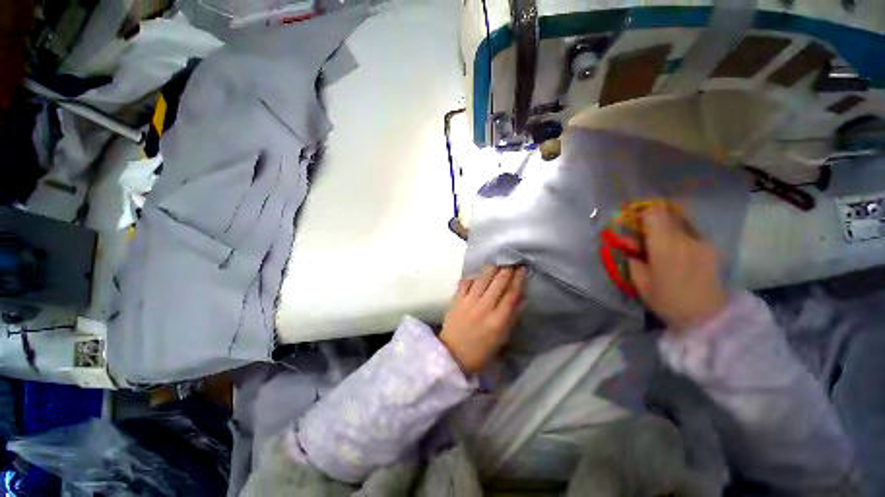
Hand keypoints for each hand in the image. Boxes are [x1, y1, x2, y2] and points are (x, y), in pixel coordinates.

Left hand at [439, 265, 526, 373]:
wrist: (452, 355)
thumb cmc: (480, 351)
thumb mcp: (501, 338)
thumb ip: (511, 317)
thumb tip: (520, 297)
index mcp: (498, 320)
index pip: (511, 294)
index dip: (518, 279)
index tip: (522, 268)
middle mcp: (484, 307)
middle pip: (498, 282)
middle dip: (507, 269)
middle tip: (512, 261)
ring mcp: (468, 302)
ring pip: (482, 278)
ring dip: (492, 268)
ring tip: (497, 262)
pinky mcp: (456, 299)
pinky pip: (466, 281)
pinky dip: (474, 276)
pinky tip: (478, 274)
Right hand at [627, 206, 728, 330]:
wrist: (708, 316)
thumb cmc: (668, 301)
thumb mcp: (640, 282)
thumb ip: (633, 259)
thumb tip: (629, 246)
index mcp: (665, 247)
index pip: (654, 213)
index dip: (640, 213)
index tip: (632, 222)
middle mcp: (685, 239)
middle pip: (668, 213)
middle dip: (652, 217)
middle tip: (643, 230)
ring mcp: (701, 241)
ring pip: (681, 220)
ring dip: (667, 225)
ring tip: (660, 241)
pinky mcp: (711, 247)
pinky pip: (691, 231)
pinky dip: (679, 234)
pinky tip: (677, 251)